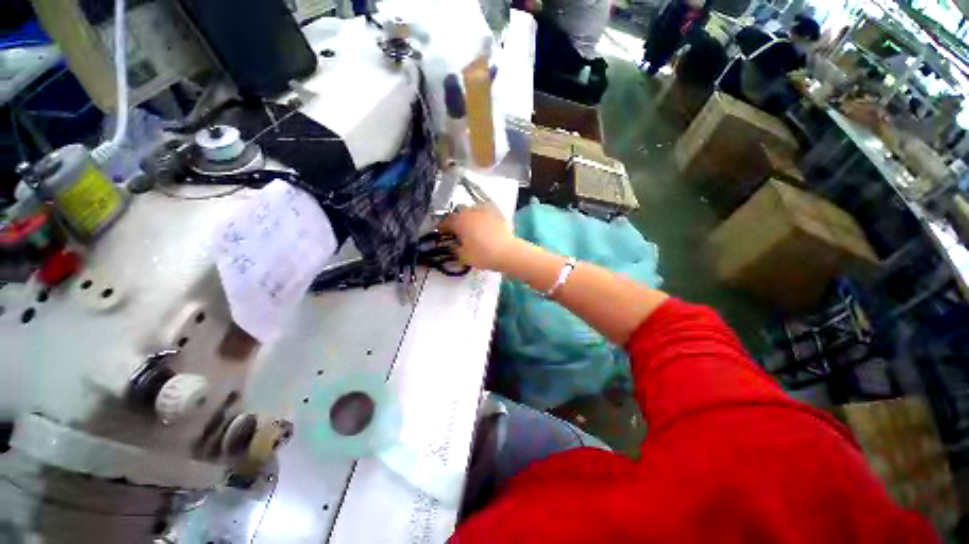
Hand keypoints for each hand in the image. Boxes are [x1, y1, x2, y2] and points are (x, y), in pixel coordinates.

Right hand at [439, 202, 516, 271]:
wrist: (507, 252)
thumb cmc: (483, 255)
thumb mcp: (463, 256)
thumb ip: (455, 250)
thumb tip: (453, 246)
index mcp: (459, 221)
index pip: (445, 222)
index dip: (442, 228)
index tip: (442, 233)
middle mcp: (470, 211)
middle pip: (458, 213)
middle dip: (456, 220)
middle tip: (457, 231)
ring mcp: (485, 209)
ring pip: (472, 209)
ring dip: (469, 216)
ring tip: (472, 226)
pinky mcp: (497, 212)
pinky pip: (486, 210)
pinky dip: (483, 216)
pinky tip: (484, 223)